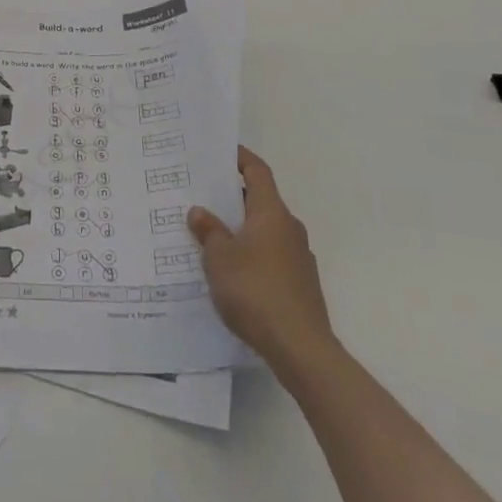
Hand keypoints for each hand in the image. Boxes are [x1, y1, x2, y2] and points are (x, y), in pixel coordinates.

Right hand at [188, 147, 331, 367]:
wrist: (301, 348)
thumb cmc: (255, 290)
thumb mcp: (219, 258)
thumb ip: (209, 231)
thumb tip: (200, 212)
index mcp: (271, 213)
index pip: (257, 172)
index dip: (240, 158)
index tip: (221, 152)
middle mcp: (289, 228)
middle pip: (260, 201)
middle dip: (233, 197)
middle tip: (203, 196)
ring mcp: (299, 257)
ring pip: (265, 231)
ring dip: (241, 229)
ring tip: (211, 236)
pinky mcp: (300, 284)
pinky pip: (271, 256)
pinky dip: (252, 254)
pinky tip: (232, 272)